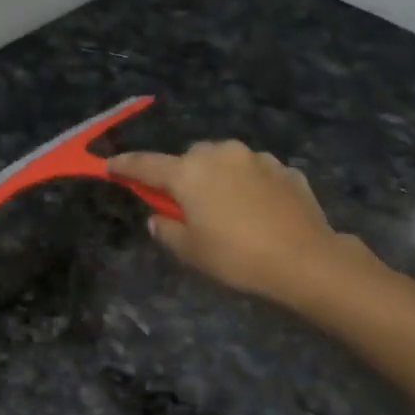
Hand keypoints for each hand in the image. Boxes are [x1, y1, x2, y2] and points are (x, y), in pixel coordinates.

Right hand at [108, 142, 352, 303]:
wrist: (305, 259)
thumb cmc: (237, 257)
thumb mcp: (191, 252)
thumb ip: (166, 230)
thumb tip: (159, 217)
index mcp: (189, 173)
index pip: (146, 165)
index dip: (125, 166)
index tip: (109, 166)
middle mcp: (220, 154)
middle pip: (190, 159)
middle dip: (183, 176)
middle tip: (186, 206)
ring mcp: (256, 158)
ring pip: (225, 161)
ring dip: (218, 178)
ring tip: (227, 210)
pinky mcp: (285, 169)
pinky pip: (255, 173)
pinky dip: (248, 186)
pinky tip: (258, 212)